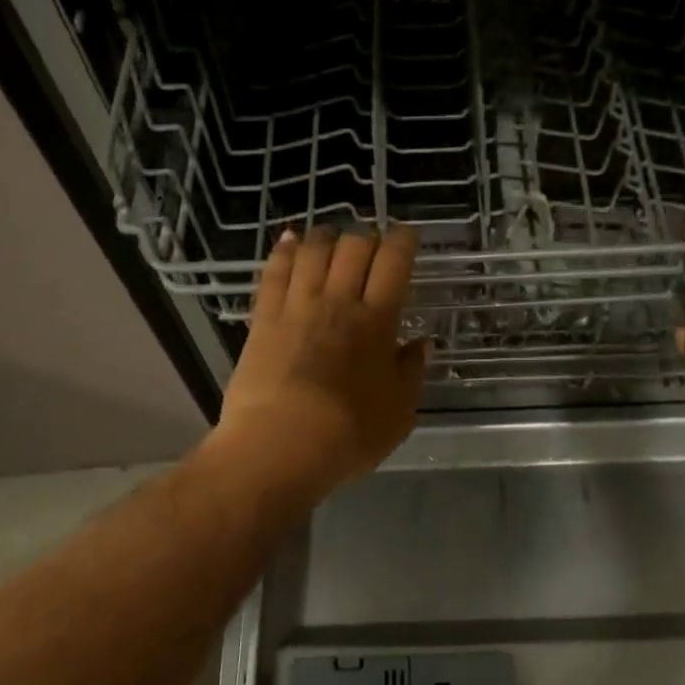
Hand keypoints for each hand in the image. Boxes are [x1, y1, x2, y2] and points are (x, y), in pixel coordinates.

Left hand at [207, 225, 429, 507]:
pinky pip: (274, 272)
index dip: (403, 241)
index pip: (393, 263)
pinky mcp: (263, 319)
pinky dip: (285, 251)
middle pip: (353, 247)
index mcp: (376, 321)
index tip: (408, 236)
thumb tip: (421, 344)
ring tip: (334, 238)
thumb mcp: (398, 413)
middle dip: (367, 237)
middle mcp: (337, 302)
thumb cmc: (348, 436)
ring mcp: (296, 307)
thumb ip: (411, 373)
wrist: (278, 448)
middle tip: (372, 247)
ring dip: (327, 237)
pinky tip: (291, 241)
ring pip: (313, 251)